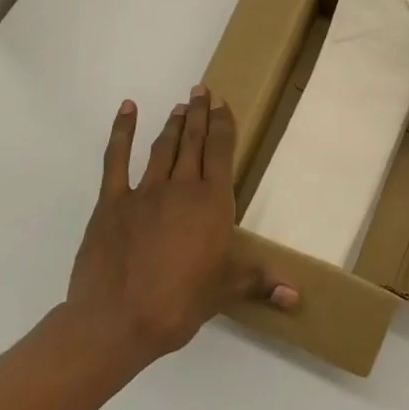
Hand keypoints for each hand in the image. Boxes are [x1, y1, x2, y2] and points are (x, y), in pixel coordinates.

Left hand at [67, 86, 297, 367]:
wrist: (118, 320)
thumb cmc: (179, 303)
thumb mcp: (225, 290)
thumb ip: (261, 282)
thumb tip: (297, 297)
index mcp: (212, 203)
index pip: (221, 151)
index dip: (223, 124)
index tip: (222, 102)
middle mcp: (182, 187)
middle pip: (193, 141)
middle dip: (199, 113)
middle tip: (202, 89)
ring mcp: (145, 191)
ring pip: (163, 147)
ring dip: (173, 124)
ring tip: (180, 106)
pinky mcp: (111, 201)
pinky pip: (116, 159)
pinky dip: (121, 131)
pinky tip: (127, 109)